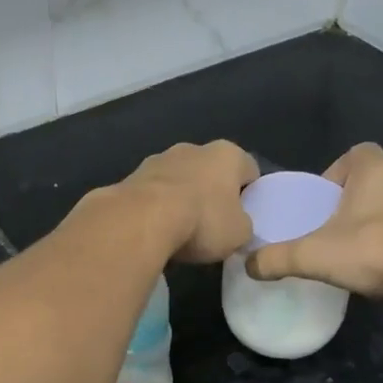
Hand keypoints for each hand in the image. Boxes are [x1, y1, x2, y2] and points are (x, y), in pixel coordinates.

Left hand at [118, 141, 257, 263]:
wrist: (142, 219)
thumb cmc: (202, 220)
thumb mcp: (239, 233)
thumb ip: (243, 225)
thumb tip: (236, 225)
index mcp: (227, 154)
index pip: (249, 169)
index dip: (250, 192)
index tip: (244, 215)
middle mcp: (193, 148)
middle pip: (210, 171)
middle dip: (212, 192)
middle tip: (213, 223)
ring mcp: (159, 158)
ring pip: (179, 178)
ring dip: (181, 197)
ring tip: (180, 229)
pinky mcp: (132, 175)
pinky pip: (153, 192)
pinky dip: (157, 206)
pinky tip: (155, 228)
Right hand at [246, 144, 382, 310]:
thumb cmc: (373, 251)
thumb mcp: (313, 256)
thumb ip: (276, 258)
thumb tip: (247, 266)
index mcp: (375, 167)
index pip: (353, 154)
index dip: (336, 175)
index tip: (324, 204)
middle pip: (377, 175)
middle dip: (359, 195)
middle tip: (341, 226)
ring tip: (368, 244)